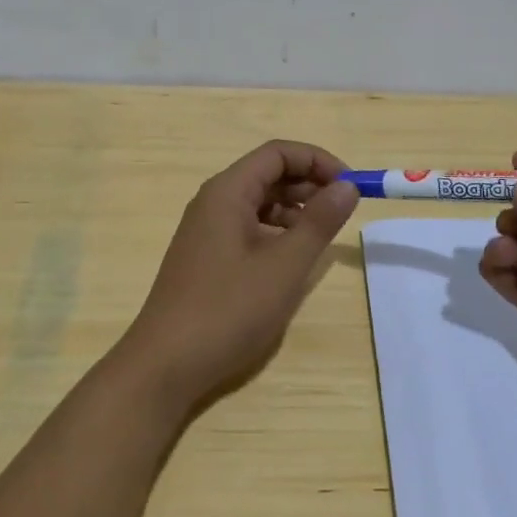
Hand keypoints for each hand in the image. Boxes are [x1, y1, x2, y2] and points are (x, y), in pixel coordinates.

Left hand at [121, 141, 357, 411]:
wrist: (166, 364)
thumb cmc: (228, 309)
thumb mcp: (284, 265)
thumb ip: (319, 222)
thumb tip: (347, 185)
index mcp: (228, 191)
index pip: (278, 153)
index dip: (318, 160)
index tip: (350, 186)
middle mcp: (213, 202)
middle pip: (267, 174)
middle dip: (309, 184)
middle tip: (342, 211)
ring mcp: (206, 230)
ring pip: (258, 202)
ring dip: (294, 209)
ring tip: (322, 235)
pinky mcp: (207, 256)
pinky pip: (247, 228)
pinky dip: (276, 232)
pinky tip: (292, 258)